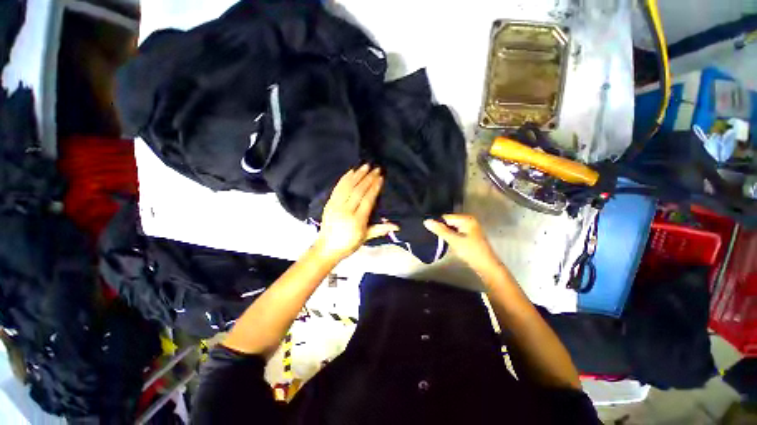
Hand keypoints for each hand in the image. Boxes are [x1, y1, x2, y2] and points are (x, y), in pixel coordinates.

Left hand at [313, 165, 398, 262]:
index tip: (380, 178)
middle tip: (376, 169)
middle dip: (368, 178)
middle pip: (358, 191)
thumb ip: (380, 229)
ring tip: (365, 166)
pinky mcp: (329, 203)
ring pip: (348, 187)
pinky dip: (344, 179)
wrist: (327, 248)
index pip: (367, 200)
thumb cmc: (349, 244)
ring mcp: (336, 206)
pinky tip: (351, 171)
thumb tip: (397, 226)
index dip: (374, 188)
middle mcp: (346, 211)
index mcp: (357, 220)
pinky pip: (337, 188)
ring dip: (357, 175)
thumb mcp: (366, 238)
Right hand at [424, 214, 502, 275]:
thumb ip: (440, 230)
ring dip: (446, 233)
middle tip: (434, 237)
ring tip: (439, 240)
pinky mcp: (469, 235)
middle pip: (449, 222)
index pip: (446, 217)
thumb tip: (426, 221)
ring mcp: (469, 228)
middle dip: (441, 228)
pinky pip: (456, 232)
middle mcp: (468, 220)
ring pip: (451, 228)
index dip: (437, 224)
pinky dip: (451, 236)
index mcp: (466, 219)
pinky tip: (447, 242)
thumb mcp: (454, 240)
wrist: (486, 266)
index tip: (429, 231)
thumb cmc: (471, 252)